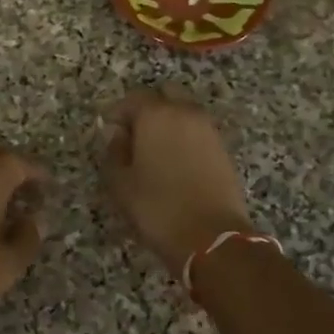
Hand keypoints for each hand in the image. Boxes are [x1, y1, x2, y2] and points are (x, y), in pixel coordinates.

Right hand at [101, 89, 252, 274]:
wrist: (212, 238)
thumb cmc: (158, 208)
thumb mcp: (120, 183)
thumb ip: (114, 152)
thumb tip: (117, 134)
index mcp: (156, 115)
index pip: (134, 98)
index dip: (119, 112)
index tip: (110, 132)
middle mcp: (186, 113)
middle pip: (166, 95)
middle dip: (148, 109)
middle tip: (135, 135)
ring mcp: (209, 130)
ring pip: (185, 112)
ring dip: (169, 123)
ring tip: (155, 153)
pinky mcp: (223, 150)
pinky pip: (198, 132)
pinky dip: (185, 138)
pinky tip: (175, 164)